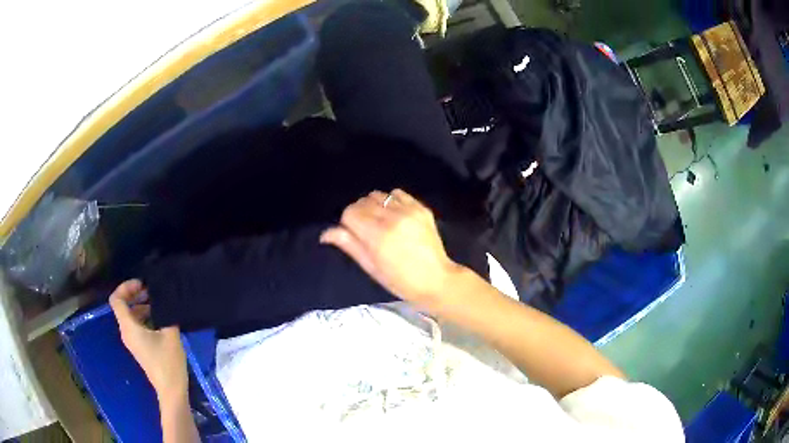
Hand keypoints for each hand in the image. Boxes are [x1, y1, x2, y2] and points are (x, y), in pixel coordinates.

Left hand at [109, 279, 187, 401]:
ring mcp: (132, 340)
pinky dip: (144, 316)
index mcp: (129, 327)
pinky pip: (136, 325)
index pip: (116, 299)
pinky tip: (159, 317)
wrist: (171, 390)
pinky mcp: (139, 346)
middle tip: (151, 290)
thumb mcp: (170, 334)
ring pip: (130, 315)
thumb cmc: (168, 363)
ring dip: (141, 305)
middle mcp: (126, 332)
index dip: (126, 287)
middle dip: (135, 294)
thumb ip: (166, 313)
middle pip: (122, 306)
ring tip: (158, 302)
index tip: (142, 284)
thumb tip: (166, 298)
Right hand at [320, 189, 462, 310]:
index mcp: (377, 235)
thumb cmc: (400, 281)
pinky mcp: (421, 208)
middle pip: (362, 202)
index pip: (350, 213)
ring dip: (374, 206)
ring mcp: (408, 211)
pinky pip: (397, 193)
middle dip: (359, 214)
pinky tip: (395, 215)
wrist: (436, 280)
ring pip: (378, 195)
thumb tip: (325, 233)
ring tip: (381, 221)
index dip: (347, 223)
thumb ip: (350, 245)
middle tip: (367, 230)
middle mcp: (392, 218)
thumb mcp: (371, 267)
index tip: (354, 234)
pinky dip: (390, 201)